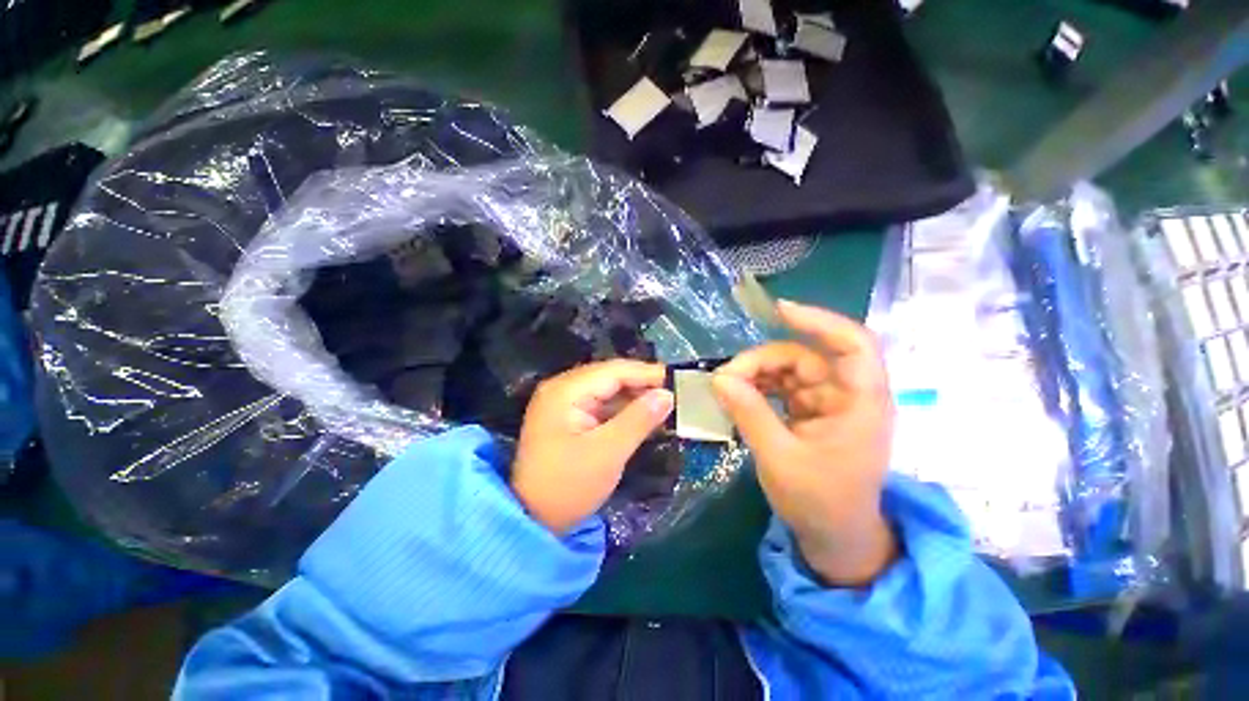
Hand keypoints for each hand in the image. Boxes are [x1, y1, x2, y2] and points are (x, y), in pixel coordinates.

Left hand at [512, 360, 673, 534]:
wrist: (531, 520)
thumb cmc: (568, 486)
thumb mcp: (608, 453)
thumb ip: (639, 419)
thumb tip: (667, 394)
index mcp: (566, 391)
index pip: (614, 371)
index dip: (647, 373)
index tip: (678, 381)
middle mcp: (563, 389)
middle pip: (610, 378)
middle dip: (642, 385)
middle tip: (674, 395)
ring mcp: (564, 403)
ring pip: (607, 391)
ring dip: (634, 399)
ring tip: (664, 406)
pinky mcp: (569, 418)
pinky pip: (601, 406)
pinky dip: (622, 411)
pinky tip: (643, 418)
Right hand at [713, 300, 896, 586]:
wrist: (834, 537)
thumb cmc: (819, 502)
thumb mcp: (779, 458)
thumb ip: (750, 413)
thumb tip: (719, 378)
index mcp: (860, 404)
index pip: (852, 344)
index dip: (818, 321)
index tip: (778, 311)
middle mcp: (848, 395)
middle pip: (805, 357)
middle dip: (762, 361)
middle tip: (725, 378)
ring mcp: (828, 402)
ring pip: (789, 369)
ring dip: (756, 373)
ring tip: (726, 387)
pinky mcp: (811, 411)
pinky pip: (782, 386)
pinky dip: (759, 386)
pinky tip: (738, 395)